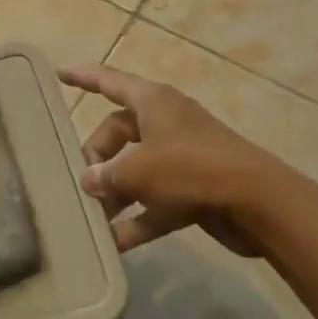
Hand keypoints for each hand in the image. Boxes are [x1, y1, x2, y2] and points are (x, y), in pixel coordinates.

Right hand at [64, 64, 294, 256]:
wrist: (258, 203)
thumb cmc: (191, 168)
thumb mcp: (139, 170)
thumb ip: (107, 174)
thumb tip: (89, 181)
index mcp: (152, 101)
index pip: (108, 81)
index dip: (82, 77)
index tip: (59, 74)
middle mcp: (165, 123)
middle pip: (119, 133)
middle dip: (97, 157)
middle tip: (82, 182)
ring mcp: (181, 157)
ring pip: (136, 170)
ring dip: (115, 193)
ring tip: (91, 217)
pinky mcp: (193, 189)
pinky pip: (155, 201)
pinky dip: (138, 219)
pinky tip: (115, 244)